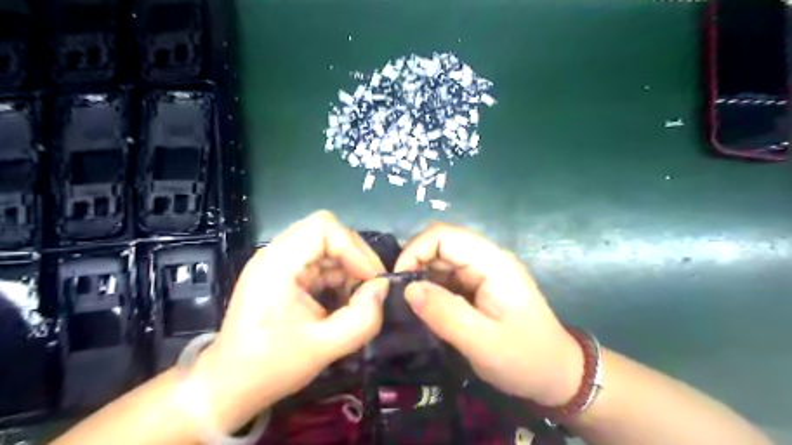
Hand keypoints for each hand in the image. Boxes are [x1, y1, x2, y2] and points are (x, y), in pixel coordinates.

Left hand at [193, 210, 389, 430]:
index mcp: (277, 264)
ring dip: (349, 267)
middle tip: (371, 286)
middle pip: (327, 231)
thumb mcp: (324, 348)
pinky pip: (321, 260)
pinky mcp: (286, 273)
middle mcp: (276, 254)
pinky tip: (343, 299)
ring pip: (327, 245)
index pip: (323, 227)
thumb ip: (362, 319)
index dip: (353, 249)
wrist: (230, 386)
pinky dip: (339, 275)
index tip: (370, 280)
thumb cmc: (270, 367)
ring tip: (358, 297)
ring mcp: (280, 262)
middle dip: (356, 256)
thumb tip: (382, 288)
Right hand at [397, 225, 579, 404]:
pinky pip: (449, 275)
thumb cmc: (525, 359)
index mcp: (492, 263)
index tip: (398, 281)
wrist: (558, 375)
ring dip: (422, 276)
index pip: (444, 235)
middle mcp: (487, 258)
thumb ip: (444, 313)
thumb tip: (408, 289)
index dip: (415, 251)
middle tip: (399, 296)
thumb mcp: (482, 343)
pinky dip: (432, 287)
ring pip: (442, 259)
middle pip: (441, 243)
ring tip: (410, 304)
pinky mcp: (480, 284)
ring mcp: (484, 271)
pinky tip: (426, 306)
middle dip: (415, 264)